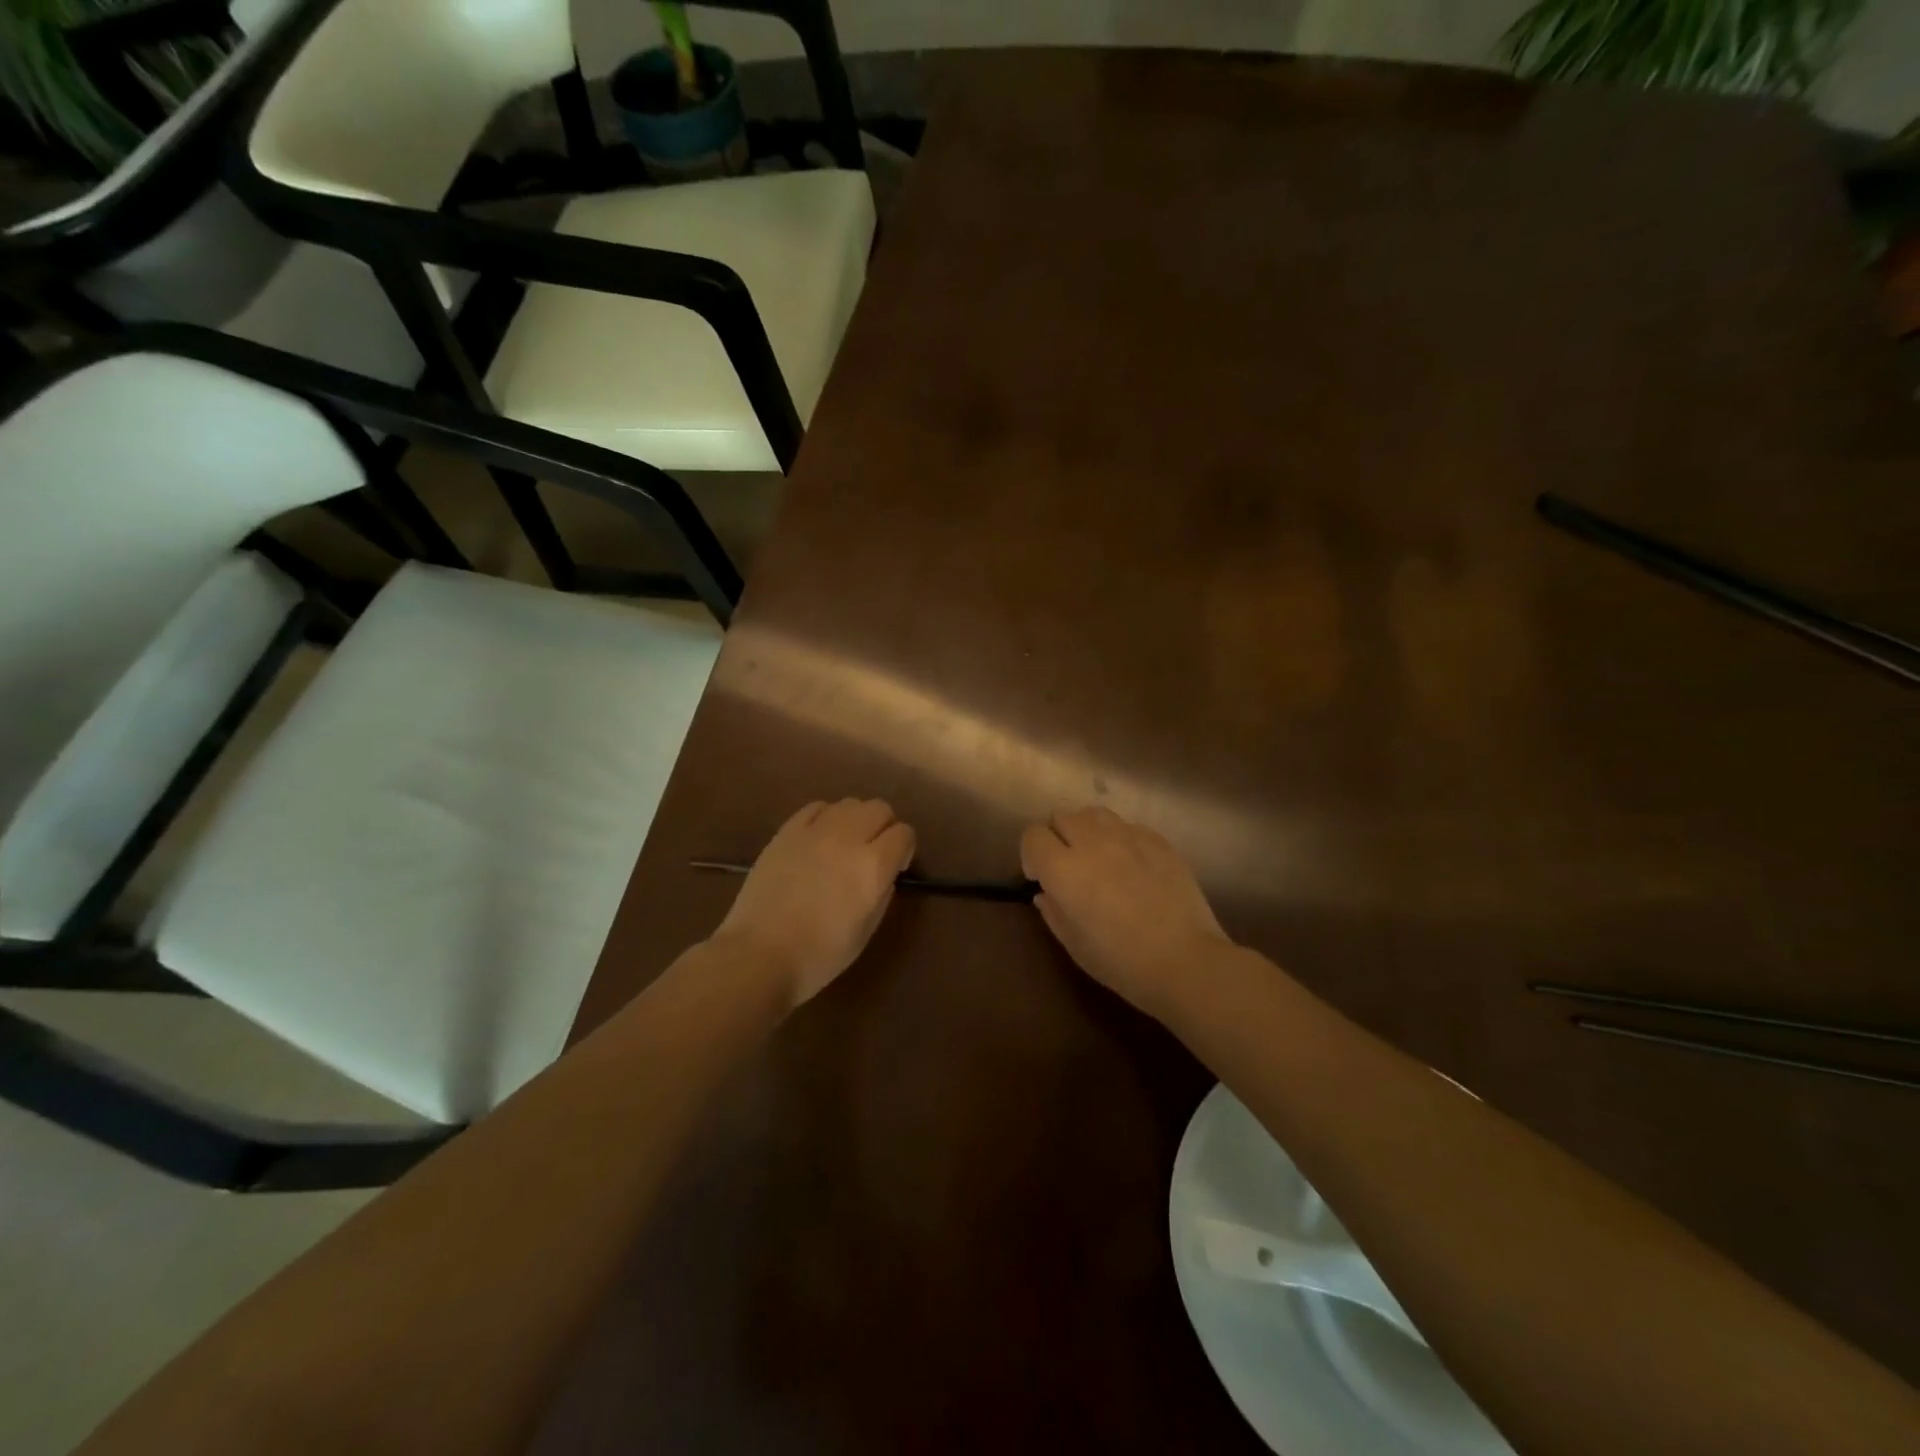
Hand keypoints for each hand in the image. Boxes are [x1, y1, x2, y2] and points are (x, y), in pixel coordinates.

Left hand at [712, 799, 916, 1008]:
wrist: (759, 955)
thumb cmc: (819, 955)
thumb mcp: (866, 931)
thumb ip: (882, 894)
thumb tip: (885, 874)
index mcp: (873, 866)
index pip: (904, 834)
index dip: (905, 849)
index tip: (896, 867)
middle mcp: (848, 838)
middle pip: (880, 808)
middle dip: (885, 827)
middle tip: (874, 852)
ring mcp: (815, 831)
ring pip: (850, 803)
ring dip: (856, 819)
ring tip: (845, 844)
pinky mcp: (787, 832)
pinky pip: (816, 808)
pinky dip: (827, 817)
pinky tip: (819, 838)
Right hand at [1020, 806, 1230, 1016]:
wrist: (1185, 961)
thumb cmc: (1121, 962)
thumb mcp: (1074, 945)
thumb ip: (1053, 912)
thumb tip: (1045, 893)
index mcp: (1064, 869)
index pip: (1033, 836)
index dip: (1031, 855)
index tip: (1041, 878)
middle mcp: (1092, 842)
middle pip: (1062, 817)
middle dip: (1058, 838)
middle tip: (1070, 867)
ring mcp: (1128, 836)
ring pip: (1094, 814)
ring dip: (1087, 831)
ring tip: (1099, 858)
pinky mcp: (1157, 840)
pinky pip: (1127, 826)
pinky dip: (1120, 839)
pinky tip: (1132, 866)